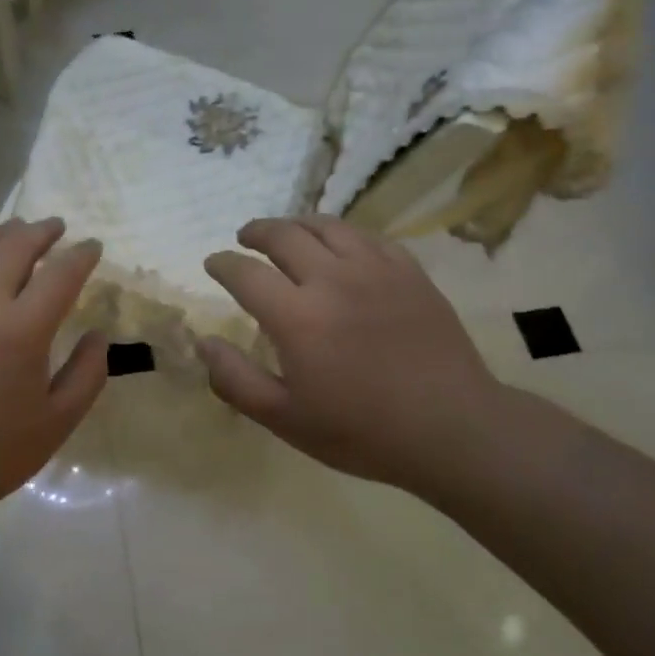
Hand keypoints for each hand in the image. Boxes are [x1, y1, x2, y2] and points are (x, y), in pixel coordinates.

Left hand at [0, 218, 106, 563]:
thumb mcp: (55, 425)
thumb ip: (87, 375)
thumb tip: (98, 335)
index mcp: (22, 330)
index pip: (61, 274)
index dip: (82, 255)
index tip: (93, 247)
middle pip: (15, 246)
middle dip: (42, 231)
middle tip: (56, 227)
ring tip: (15, 229)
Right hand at [198, 216, 505, 495]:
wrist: (451, 428)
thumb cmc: (362, 431)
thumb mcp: (285, 419)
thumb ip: (236, 380)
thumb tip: (203, 343)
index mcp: (296, 316)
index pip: (245, 273)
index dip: (223, 264)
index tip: (213, 263)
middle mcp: (332, 279)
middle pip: (284, 235)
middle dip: (256, 232)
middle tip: (245, 238)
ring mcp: (376, 269)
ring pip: (327, 226)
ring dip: (298, 224)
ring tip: (287, 232)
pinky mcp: (409, 272)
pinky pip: (368, 237)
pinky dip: (343, 234)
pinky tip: (341, 246)